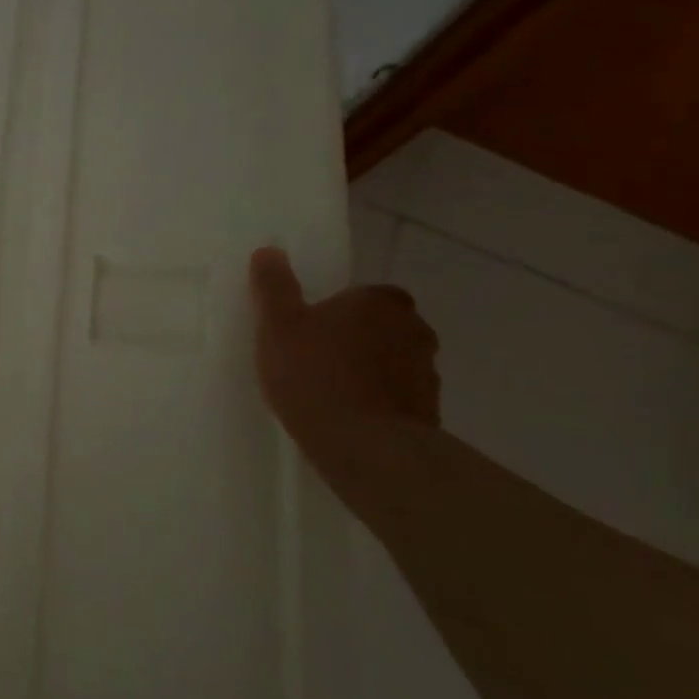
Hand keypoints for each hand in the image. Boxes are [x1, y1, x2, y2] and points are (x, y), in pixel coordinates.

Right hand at [248, 246, 440, 463]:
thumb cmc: (315, 375)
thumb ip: (274, 286)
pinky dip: (379, 404)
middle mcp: (414, 330)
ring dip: (369, 373)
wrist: (365, 448)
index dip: (339, 311)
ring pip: (392, 364)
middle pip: (382, 328)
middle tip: (316, 359)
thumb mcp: (278, 325)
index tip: (312, 331)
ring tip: (330, 394)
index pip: (365, 295)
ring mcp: (427, 374)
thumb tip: (269, 251)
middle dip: (357, 340)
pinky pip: (397, 399)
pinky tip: (348, 421)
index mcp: (380, 301)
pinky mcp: (429, 414)